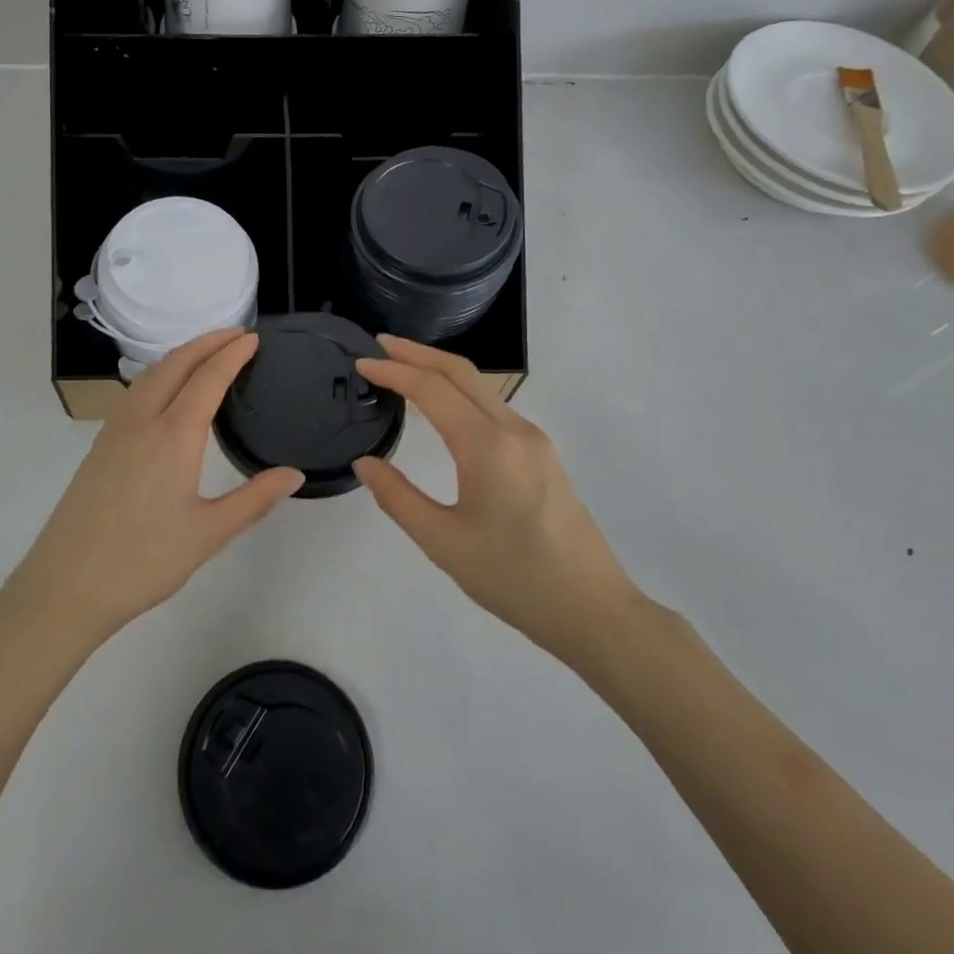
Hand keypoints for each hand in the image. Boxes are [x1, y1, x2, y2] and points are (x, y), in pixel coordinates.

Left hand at [1, 328, 303, 648]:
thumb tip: (294, 475)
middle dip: (207, 342)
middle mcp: (142, 421)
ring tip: (206, 353)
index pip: (208, 379)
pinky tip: (166, 391)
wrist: (65, 586)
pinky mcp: (100, 446)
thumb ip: (254, 500)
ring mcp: (115, 431)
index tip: (253, 338)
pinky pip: (134, 392)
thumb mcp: (208, 534)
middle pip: (176, 364)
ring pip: (150, 374)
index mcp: (173, 436)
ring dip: (181, 355)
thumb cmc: (143, 561)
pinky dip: (159, 374)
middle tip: (237, 334)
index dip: (232, 355)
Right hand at [353, 336, 638, 666]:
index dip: (393, 371)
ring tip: (403, 368)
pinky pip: (494, 407)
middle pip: (461, 373)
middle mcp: (514, 430)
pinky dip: (460, 392)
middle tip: (379, 344)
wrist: (592, 609)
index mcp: (487, 447)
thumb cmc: (513, 579)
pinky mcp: (542, 454)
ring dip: (440, 370)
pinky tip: (443, 406)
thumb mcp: (443, 543)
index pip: (432, 390)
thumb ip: (398, 497)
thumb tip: (365, 463)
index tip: (361, 362)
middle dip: (417, 353)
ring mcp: (534, 439)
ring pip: (481, 387)